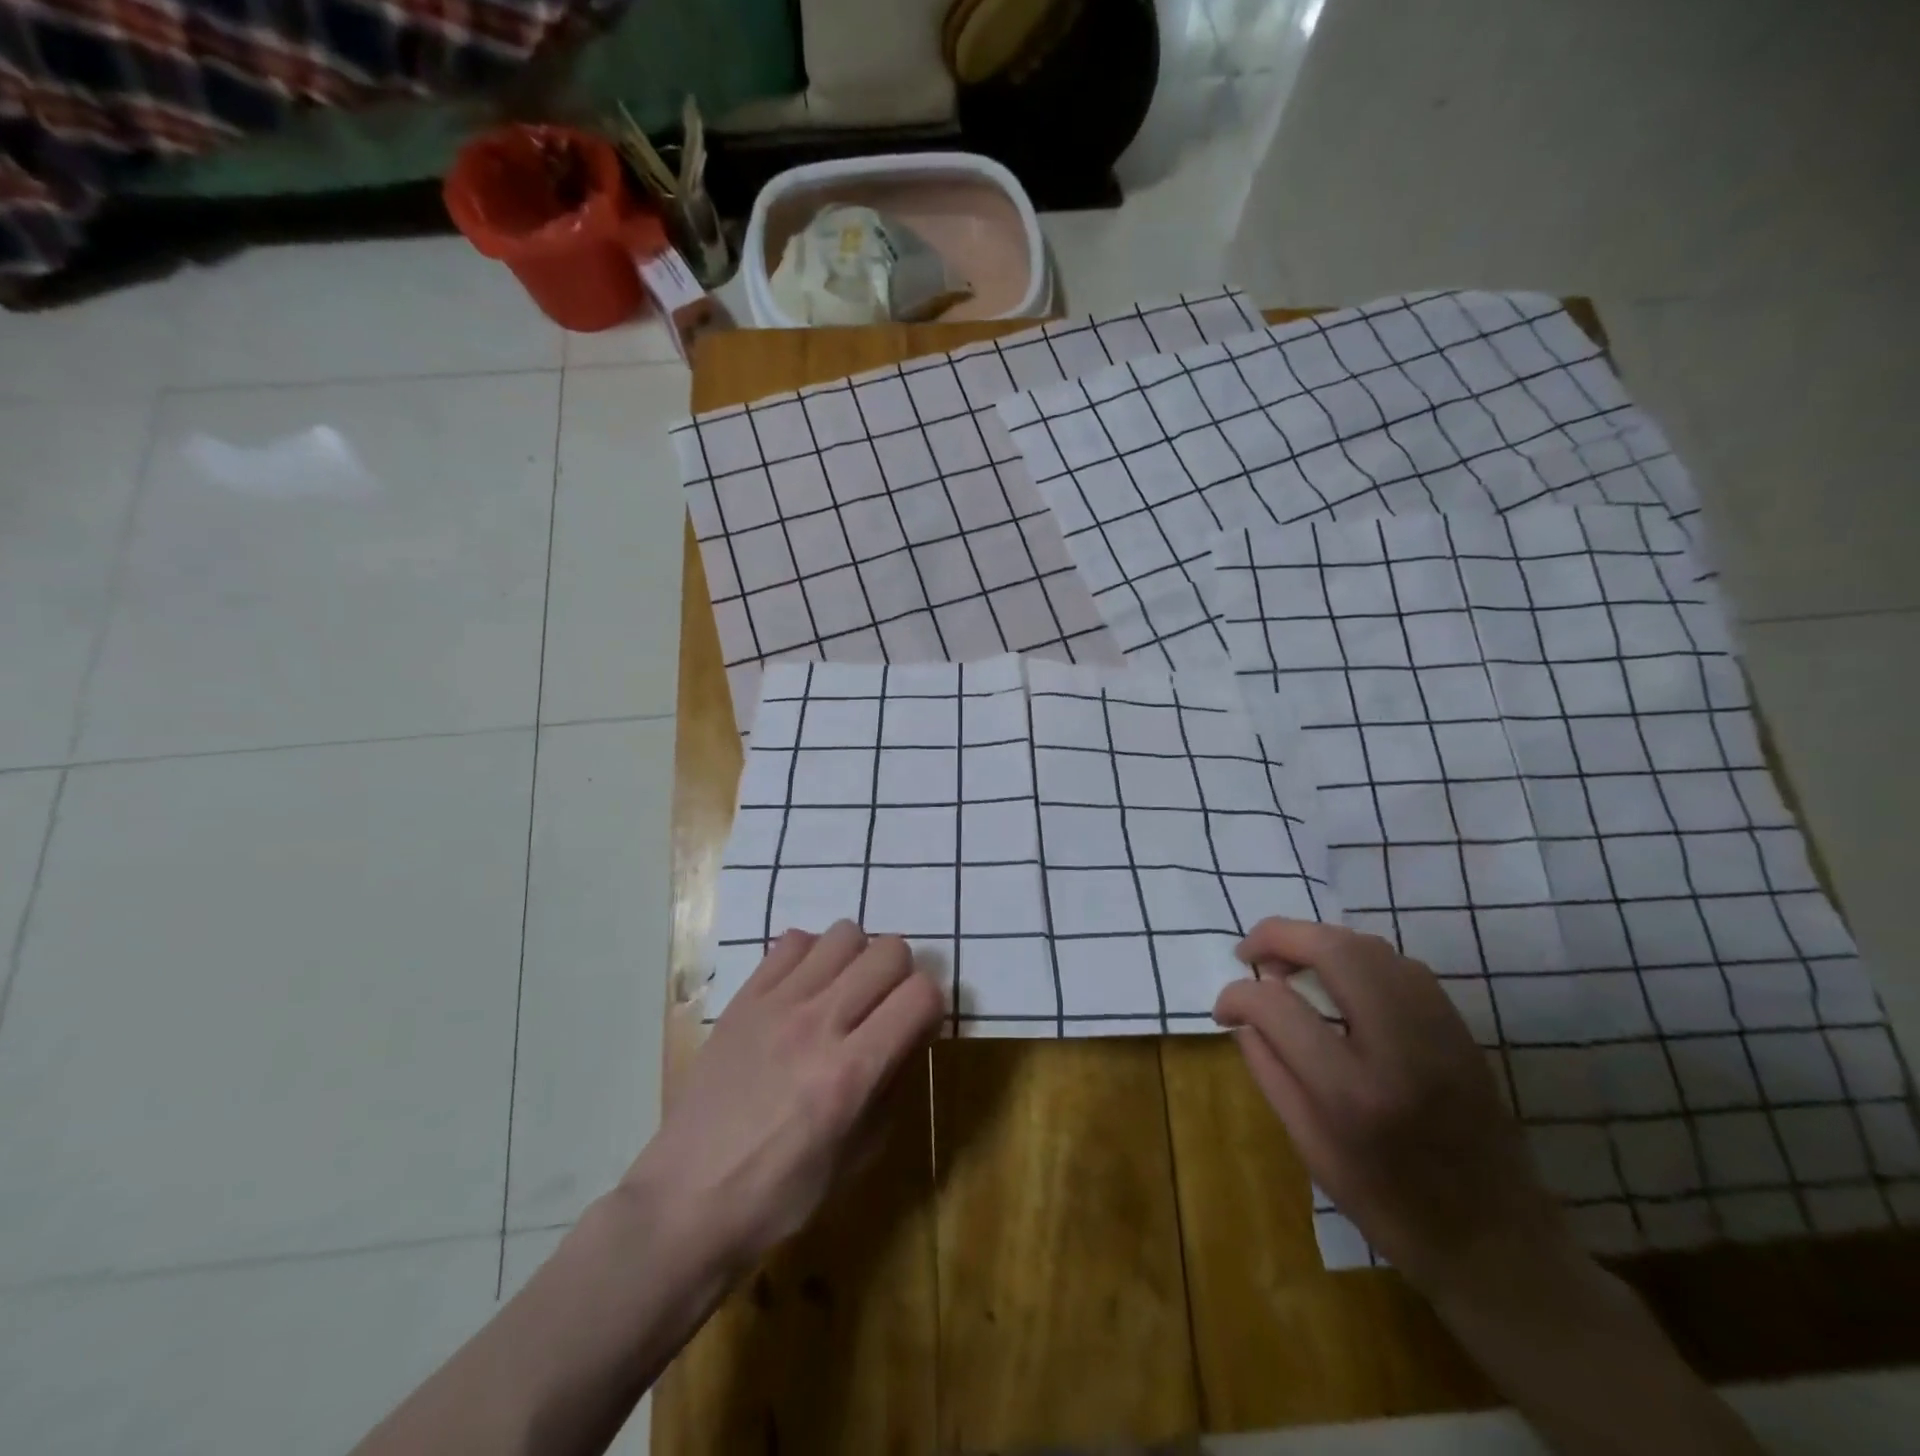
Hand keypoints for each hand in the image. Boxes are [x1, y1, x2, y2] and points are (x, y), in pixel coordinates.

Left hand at [621, 921, 942, 1274]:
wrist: (686, 1200)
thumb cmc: (781, 1194)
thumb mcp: (858, 1157)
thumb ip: (894, 1086)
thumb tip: (913, 1034)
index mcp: (852, 1072)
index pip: (921, 994)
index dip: (932, 1005)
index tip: (919, 1025)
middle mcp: (819, 1023)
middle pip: (890, 950)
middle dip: (902, 975)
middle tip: (886, 1006)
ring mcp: (778, 1003)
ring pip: (845, 933)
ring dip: (859, 958)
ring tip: (845, 991)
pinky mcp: (745, 997)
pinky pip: (793, 940)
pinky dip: (812, 954)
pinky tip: (805, 988)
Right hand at [1214, 917, 1575, 1303]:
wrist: (1501, 1247)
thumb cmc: (1393, 1210)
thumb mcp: (1312, 1150)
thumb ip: (1270, 1073)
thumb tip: (1244, 1017)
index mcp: (1354, 1092)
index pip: (1276, 1008)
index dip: (1236, 996)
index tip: (1224, 1009)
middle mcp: (1401, 1047)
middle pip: (1334, 950)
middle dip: (1278, 936)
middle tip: (1250, 955)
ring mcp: (1439, 1031)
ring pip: (1370, 946)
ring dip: (1318, 941)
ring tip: (1289, 964)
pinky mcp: (1460, 1029)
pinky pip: (1400, 965)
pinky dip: (1357, 957)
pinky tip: (1339, 980)